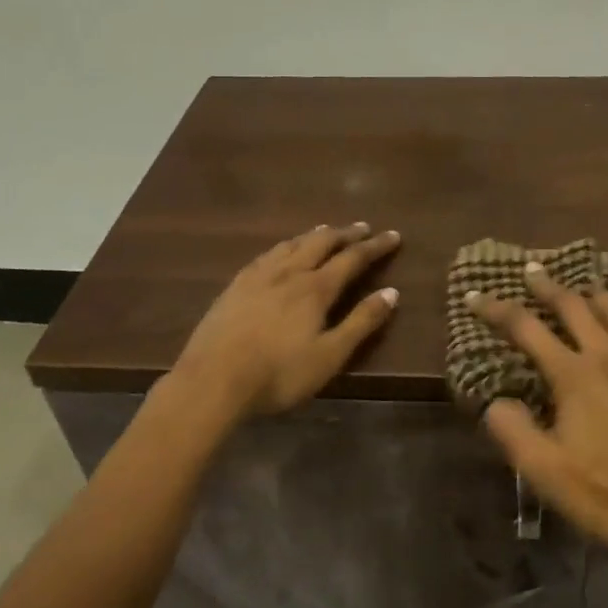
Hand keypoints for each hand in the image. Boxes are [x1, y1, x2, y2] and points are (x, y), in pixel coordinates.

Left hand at [170, 223, 401, 422]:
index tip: (394, 235)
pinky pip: (266, 255)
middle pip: (321, 243)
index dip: (375, 246)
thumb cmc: (278, 373)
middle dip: (345, 233)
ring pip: (292, 244)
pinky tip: (280, 252)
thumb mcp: (329, 355)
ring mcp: (258, 276)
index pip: (352, 258)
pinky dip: (284, 246)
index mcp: (315, 289)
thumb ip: (361, 323)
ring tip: (325, 230)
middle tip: (363, 227)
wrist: (213, 380)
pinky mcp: (235, 286)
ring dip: (314, 235)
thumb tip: (391, 292)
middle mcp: (289, 273)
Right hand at [469, 263, 607, 577]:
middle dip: (547, 287)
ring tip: (582, 284)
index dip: (497, 309)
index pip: (526, 329)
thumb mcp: (544, 471)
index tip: (475, 295)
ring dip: (594, 295)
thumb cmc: (606, 494)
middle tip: (532, 270)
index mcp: (573, 375)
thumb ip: (512, 430)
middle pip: (573, 308)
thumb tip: (494, 400)